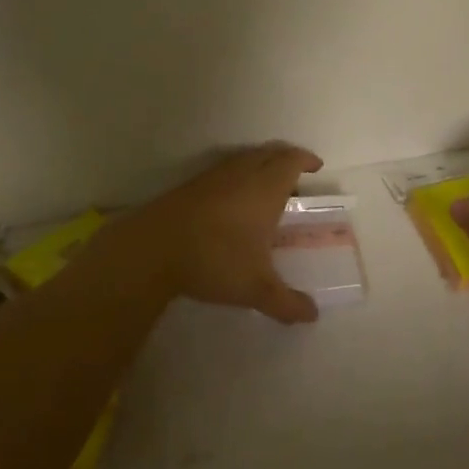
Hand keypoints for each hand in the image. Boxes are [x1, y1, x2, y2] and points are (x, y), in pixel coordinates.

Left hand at [109, 142, 324, 323]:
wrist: (152, 249)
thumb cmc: (214, 260)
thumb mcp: (255, 288)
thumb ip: (286, 302)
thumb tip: (312, 315)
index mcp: (264, 189)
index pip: (291, 160)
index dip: (305, 159)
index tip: (316, 166)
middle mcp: (241, 174)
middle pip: (269, 153)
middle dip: (286, 158)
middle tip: (296, 176)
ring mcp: (213, 177)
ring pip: (244, 158)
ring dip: (261, 165)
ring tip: (267, 188)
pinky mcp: (190, 186)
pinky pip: (223, 170)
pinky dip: (238, 175)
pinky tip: (233, 201)